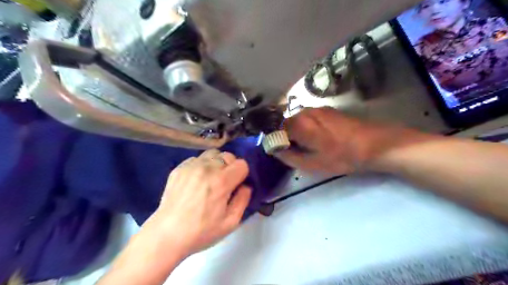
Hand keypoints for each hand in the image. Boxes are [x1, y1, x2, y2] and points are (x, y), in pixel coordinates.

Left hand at [145, 150, 250, 256]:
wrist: (166, 235)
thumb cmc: (201, 231)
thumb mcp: (230, 222)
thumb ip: (243, 200)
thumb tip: (245, 186)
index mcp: (221, 181)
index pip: (242, 164)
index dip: (243, 174)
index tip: (237, 185)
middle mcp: (207, 168)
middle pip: (228, 156)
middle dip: (231, 167)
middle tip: (225, 183)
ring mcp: (191, 166)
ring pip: (213, 154)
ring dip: (217, 163)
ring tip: (211, 178)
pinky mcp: (179, 168)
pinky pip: (197, 159)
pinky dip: (202, 165)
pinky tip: (197, 180)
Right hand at [276, 106, 409, 173]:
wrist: (374, 144)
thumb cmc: (341, 156)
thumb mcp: (312, 164)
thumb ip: (289, 157)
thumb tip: (275, 150)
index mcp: (299, 124)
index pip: (274, 128)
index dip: (273, 139)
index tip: (277, 150)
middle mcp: (305, 111)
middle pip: (284, 122)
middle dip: (283, 135)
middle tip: (291, 151)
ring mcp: (317, 109)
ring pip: (296, 119)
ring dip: (295, 131)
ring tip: (305, 146)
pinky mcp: (327, 110)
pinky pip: (307, 118)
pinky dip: (305, 127)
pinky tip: (316, 139)